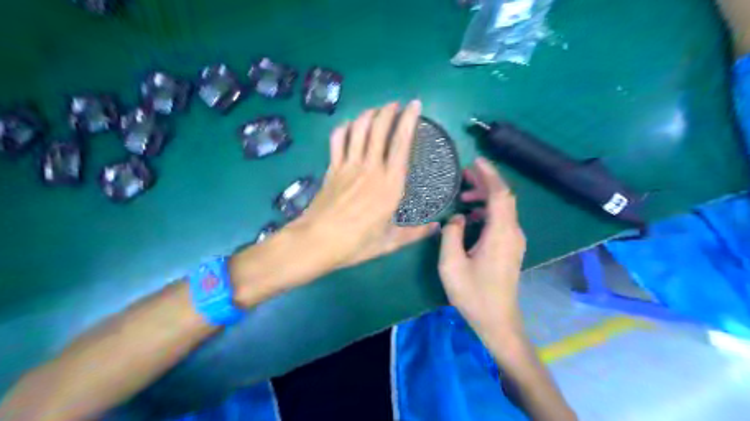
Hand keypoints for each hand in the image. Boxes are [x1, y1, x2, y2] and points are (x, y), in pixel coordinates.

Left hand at [288, 100, 439, 271]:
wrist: (317, 242)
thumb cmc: (356, 244)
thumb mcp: (389, 243)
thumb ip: (415, 233)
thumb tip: (437, 227)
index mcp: (390, 185)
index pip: (402, 144)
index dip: (409, 121)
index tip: (415, 105)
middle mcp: (370, 168)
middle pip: (379, 129)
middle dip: (389, 110)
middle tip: (397, 104)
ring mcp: (348, 165)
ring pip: (359, 129)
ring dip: (369, 114)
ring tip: (378, 111)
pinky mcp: (332, 168)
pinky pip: (338, 139)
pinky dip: (345, 128)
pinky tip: (351, 126)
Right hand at [437, 158, 522, 338]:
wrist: (497, 320)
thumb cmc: (473, 294)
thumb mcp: (451, 264)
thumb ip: (451, 234)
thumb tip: (456, 218)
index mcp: (500, 233)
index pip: (501, 194)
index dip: (490, 175)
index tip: (476, 160)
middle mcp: (512, 233)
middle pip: (504, 198)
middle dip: (486, 182)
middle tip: (464, 173)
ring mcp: (514, 241)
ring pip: (503, 209)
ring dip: (485, 197)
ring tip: (463, 195)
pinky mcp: (510, 248)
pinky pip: (501, 221)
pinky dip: (487, 212)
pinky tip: (470, 217)